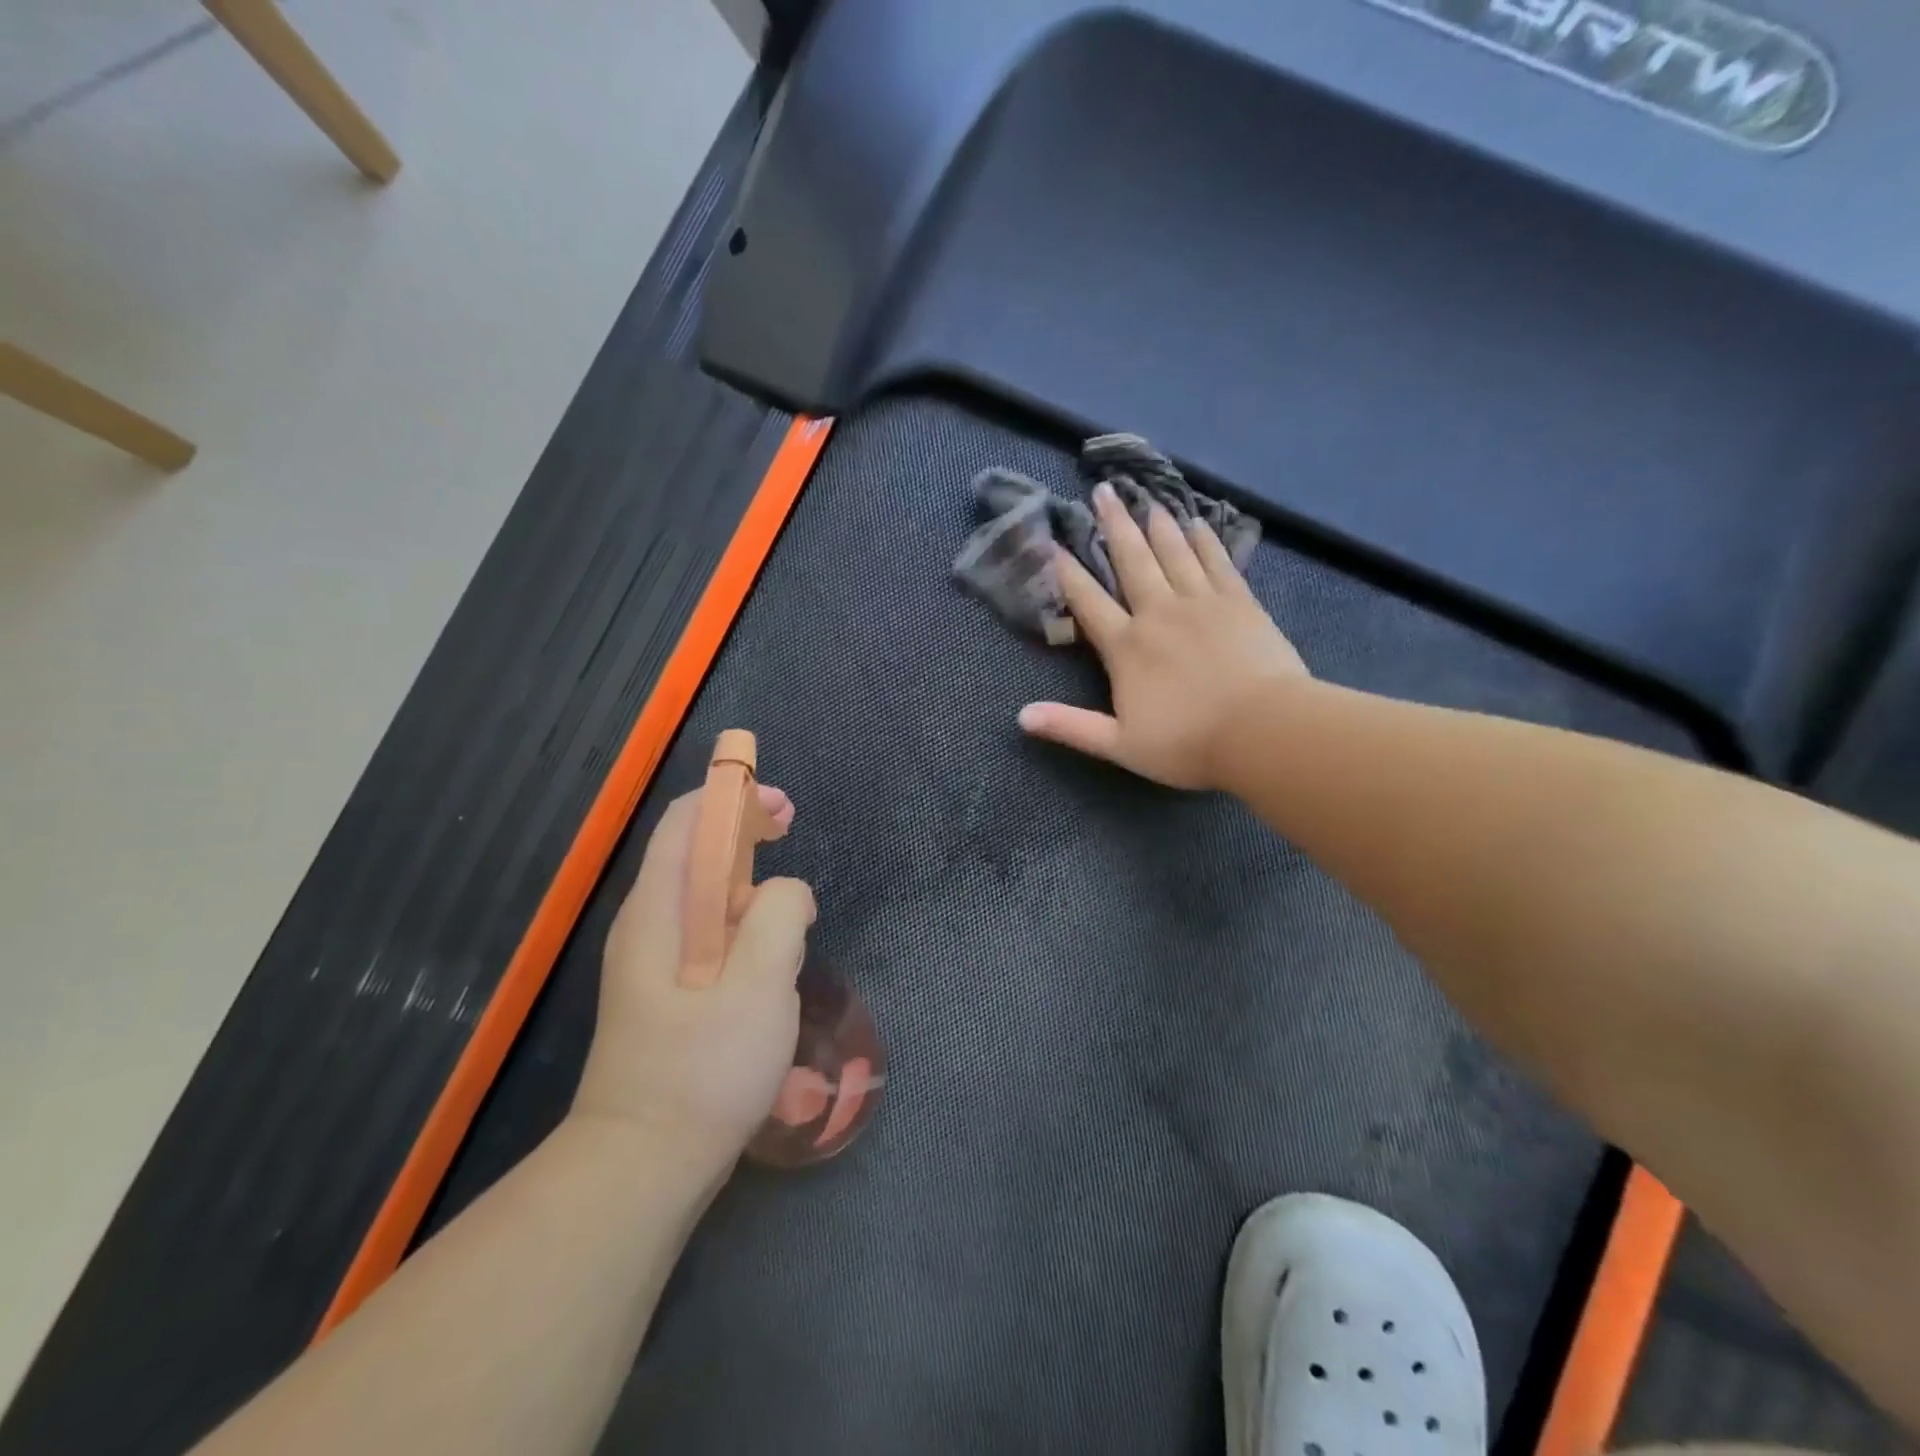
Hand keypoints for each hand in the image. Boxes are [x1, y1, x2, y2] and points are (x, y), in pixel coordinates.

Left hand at [572, 786, 815, 1180]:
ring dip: (746, 879)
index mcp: (657, 911)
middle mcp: (646, 926)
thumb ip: (779, 917)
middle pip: (693, 851)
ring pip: (702, 895)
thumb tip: (787, 891)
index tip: (782, 807)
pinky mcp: (667, 994)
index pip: (685, 822)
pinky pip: (707, 933)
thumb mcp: (759, 985)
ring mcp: (652, 963)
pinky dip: (741, 919)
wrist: (643, 1168)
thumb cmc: (703, 1070)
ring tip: (791, 903)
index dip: (732, 797)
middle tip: (791, 832)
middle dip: (743, 831)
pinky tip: (770, 952)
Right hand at [1018, 481, 1308, 789]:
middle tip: (1103, 491)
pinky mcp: (1240, 602)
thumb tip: (1021, 716)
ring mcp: (1202, 603)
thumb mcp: (1120, 745)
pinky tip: (1198, 522)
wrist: (1263, 732)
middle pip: (1132, 561)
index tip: (1053, 543)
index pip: (1088, 602)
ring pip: (1174, 553)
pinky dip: (1206, 540)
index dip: (1067, 572)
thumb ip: (1070, 727)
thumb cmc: (1188, 743)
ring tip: (1147, 499)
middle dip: (1115, 526)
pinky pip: (1217, 562)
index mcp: (1126, 647)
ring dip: (1158, 525)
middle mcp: (1159, 613)